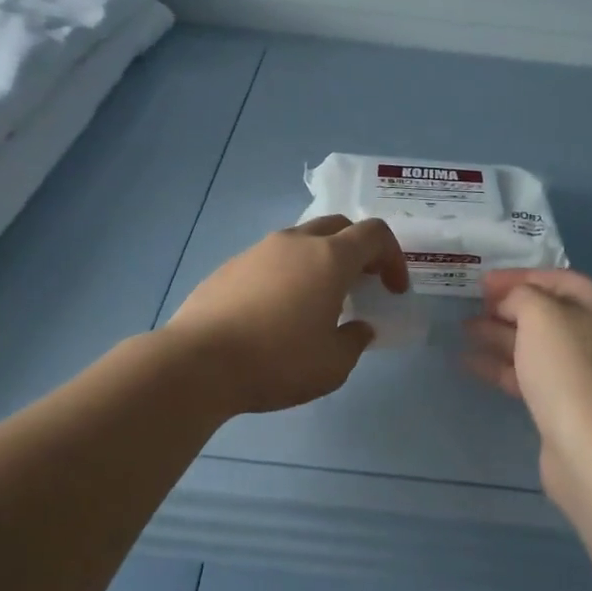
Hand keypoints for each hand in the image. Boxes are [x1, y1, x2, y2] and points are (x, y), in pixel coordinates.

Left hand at [164, 216, 409, 414]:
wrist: (197, 362)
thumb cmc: (277, 361)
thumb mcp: (332, 365)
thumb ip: (355, 340)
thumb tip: (358, 327)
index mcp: (329, 257)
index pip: (374, 234)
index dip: (393, 257)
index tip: (393, 289)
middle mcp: (296, 242)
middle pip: (339, 226)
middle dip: (359, 250)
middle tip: (362, 284)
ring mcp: (259, 249)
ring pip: (303, 239)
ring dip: (322, 259)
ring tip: (319, 299)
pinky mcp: (231, 265)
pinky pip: (273, 258)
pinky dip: (289, 272)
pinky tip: (278, 310)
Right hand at [464, 269, 591, 503]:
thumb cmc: (570, 370)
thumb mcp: (540, 314)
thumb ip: (521, 295)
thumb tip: (514, 303)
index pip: (557, 278)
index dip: (518, 276)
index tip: (481, 282)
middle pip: (548, 312)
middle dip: (507, 307)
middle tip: (471, 307)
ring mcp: (588, 374)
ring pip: (537, 345)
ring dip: (500, 336)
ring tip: (464, 331)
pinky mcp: (572, 406)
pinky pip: (533, 375)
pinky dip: (504, 366)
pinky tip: (471, 363)